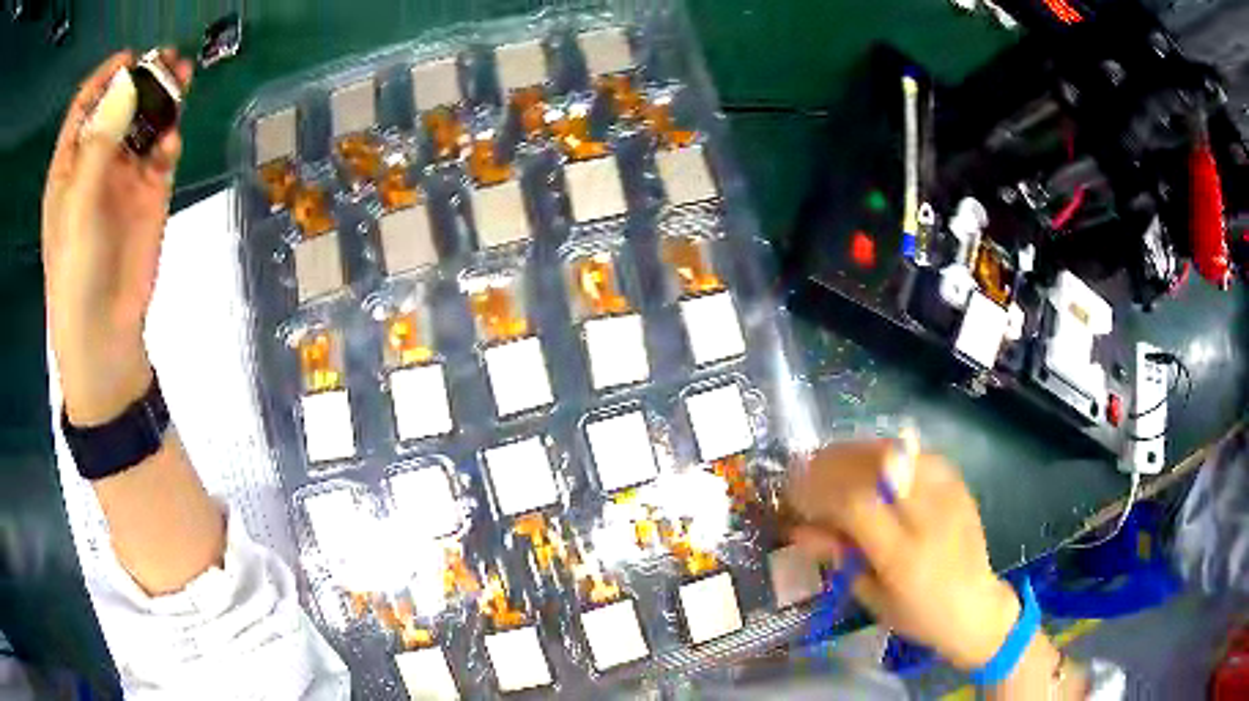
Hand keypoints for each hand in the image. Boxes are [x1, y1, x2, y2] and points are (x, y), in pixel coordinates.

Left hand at [43, 50, 192, 424]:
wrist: (105, 332)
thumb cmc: (76, 272)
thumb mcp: (77, 206)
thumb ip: (99, 143)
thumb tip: (127, 82)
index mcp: (71, 165)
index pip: (86, 106)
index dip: (106, 77)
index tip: (129, 58)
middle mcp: (97, 162)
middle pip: (120, 104)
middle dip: (142, 78)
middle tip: (166, 60)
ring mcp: (124, 177)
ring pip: (145, 121)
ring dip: (163, 98)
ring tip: (182, 77)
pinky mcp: (149, 194)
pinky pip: (162, 153)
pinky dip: (169, 140)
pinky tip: (171, 142)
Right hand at [787, 440, 1020, 670]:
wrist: (975, 606)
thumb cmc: (917, 615)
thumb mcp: (871, 597)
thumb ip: (838, 558)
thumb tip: (797, 529)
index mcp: (904, 555)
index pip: (856, 504)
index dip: (818, 490)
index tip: (794, 493)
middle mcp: (929, 517)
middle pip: (878, 465)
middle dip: (834, 462)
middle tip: (808, 470)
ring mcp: (948, 494)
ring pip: (898, 451)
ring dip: (858, 452)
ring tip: (835, 464)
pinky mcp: (958, 484)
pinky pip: (917, 454)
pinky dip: (888, 454)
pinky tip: (874, 467)